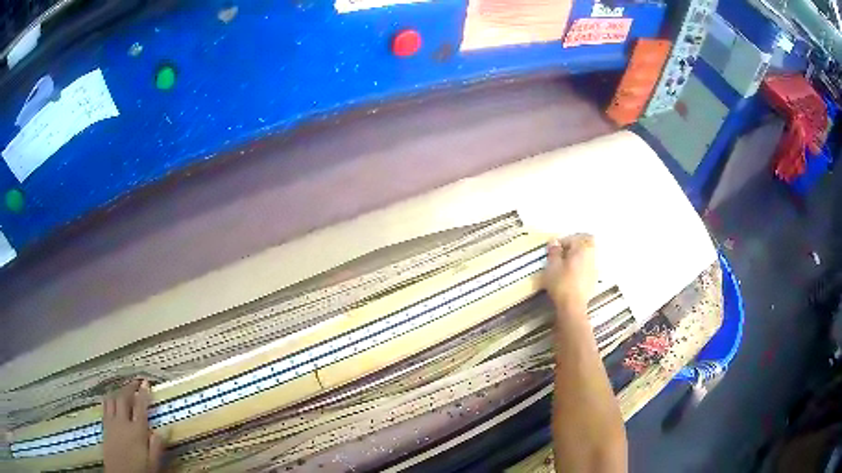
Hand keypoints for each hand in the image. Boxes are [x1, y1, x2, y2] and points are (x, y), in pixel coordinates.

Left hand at [103, 380, 164, 472]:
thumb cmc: (140, 471)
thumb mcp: (153, 464)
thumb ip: (157, 447)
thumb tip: (161, 431)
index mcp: (137, 432)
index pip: (140, 407)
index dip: (143, 393)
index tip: (146, 383)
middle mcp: (122, 423)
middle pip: (123, 398)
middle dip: (129, 387)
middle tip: (136, 382)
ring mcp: (111, 423)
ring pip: (112, 399)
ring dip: (118, 391)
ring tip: (123, 388)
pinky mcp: (104, 426)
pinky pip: (105, 406)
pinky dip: (109, 399)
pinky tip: (111, 399)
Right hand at [544, 234, 596, 313]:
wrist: (573, 306)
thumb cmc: (561, 283)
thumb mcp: (552, 266)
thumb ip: (554, 252)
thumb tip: (554, 242)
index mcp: (581, 249)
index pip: (573, 238)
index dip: (562, 242)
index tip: (553, 250)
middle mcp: (591, 256)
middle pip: (585, 244)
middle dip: (574, 247)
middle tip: (562, 254)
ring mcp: (594, 268)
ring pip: (587, 256)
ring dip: (578, 257)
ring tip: (565, 266)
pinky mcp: (594, 280)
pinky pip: (587, 267)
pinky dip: (580, 268)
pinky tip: (572, 276)